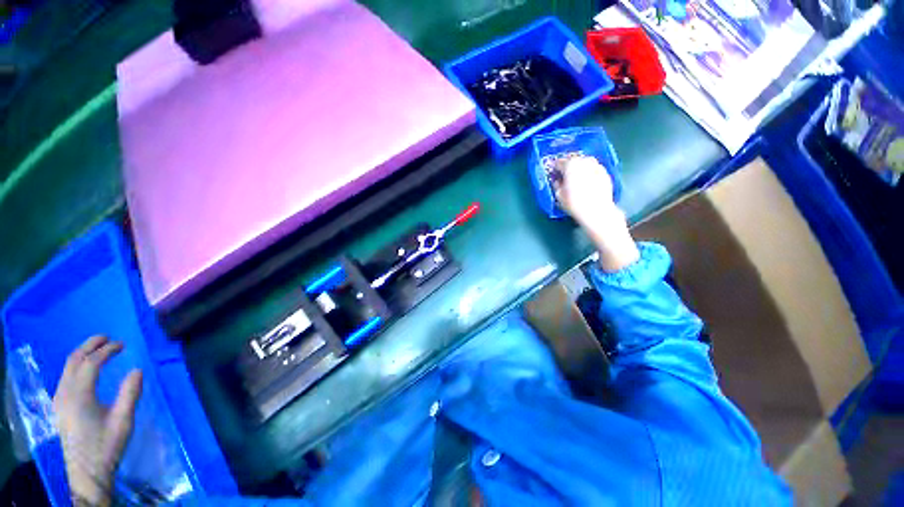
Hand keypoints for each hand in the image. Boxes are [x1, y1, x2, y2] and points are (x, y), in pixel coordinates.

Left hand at [53, 336, 142, 506]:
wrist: (87, 472)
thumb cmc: (107, 445)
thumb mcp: (123, 421)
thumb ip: (130, 393)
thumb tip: (137, 369)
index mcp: (79, 396)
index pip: (91, 363)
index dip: (107, 350)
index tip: (123, 344)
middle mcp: (64, 393)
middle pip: (73, 360)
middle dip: (90, 345)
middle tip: (108, 338)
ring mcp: (59, 399)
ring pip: (67, 367)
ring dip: (83, 354)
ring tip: (99, 348)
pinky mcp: (59, 405)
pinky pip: (66, 376)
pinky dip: (77, 365)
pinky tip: (87, 369)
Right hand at [554, 155, 617, 224]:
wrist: (597, 210)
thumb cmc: (574, 203)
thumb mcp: (559, 195)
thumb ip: (556, 184)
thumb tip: (557, 181)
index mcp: (570, 165)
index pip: (558, 162)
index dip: (554, 168)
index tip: (552, 173)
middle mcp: (584, 161)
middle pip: (573, 160)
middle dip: (567, 166)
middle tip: (563, 175)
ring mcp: (596, 165)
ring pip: (584, 163)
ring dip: (578, 168)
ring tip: (575, 178)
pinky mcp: (605, 173)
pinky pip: (593, 169)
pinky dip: (588, 173)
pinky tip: (585, 182)